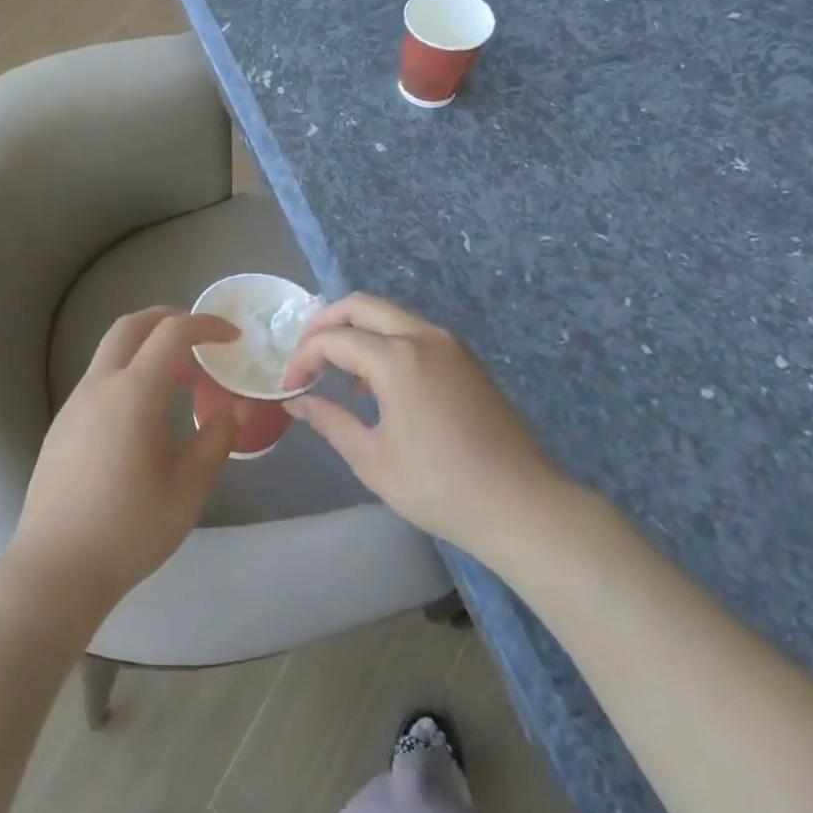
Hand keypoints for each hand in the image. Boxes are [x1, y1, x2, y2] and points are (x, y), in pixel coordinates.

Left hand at [5, 308, 239, 615]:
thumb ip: (216, 441)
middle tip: (200, 337)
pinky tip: (145, 414)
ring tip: (180, 379)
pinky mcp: (62, 425)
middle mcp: (99, 386)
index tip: (232, 337)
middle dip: (168, 318)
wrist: (55, 569)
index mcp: (133, 394)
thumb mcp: (188, 489)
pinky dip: (128, 374)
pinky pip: (99, 380)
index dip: (206, 325)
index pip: (172, 333)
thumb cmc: (129, 530)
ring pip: (111, 352)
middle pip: (131, 326)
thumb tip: (233, 409)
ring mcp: (74, 404)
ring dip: (147, 349)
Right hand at [281, 294, 568, 554]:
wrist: (521, 505)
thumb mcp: (372, 459)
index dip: (304, 358)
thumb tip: (298, 402)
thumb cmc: (439, 487)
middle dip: (325, 324)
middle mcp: (424, 337)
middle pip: (362, 306)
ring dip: (357, 331)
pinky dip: (386, 341)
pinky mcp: (467, 360)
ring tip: (337, 370)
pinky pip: (415, 333)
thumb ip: (330, 420)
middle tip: (305, 355)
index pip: (334, 340)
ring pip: (391, 315)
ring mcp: (451, 345)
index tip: (290, 387)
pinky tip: (378, 383)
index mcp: (397, 359)